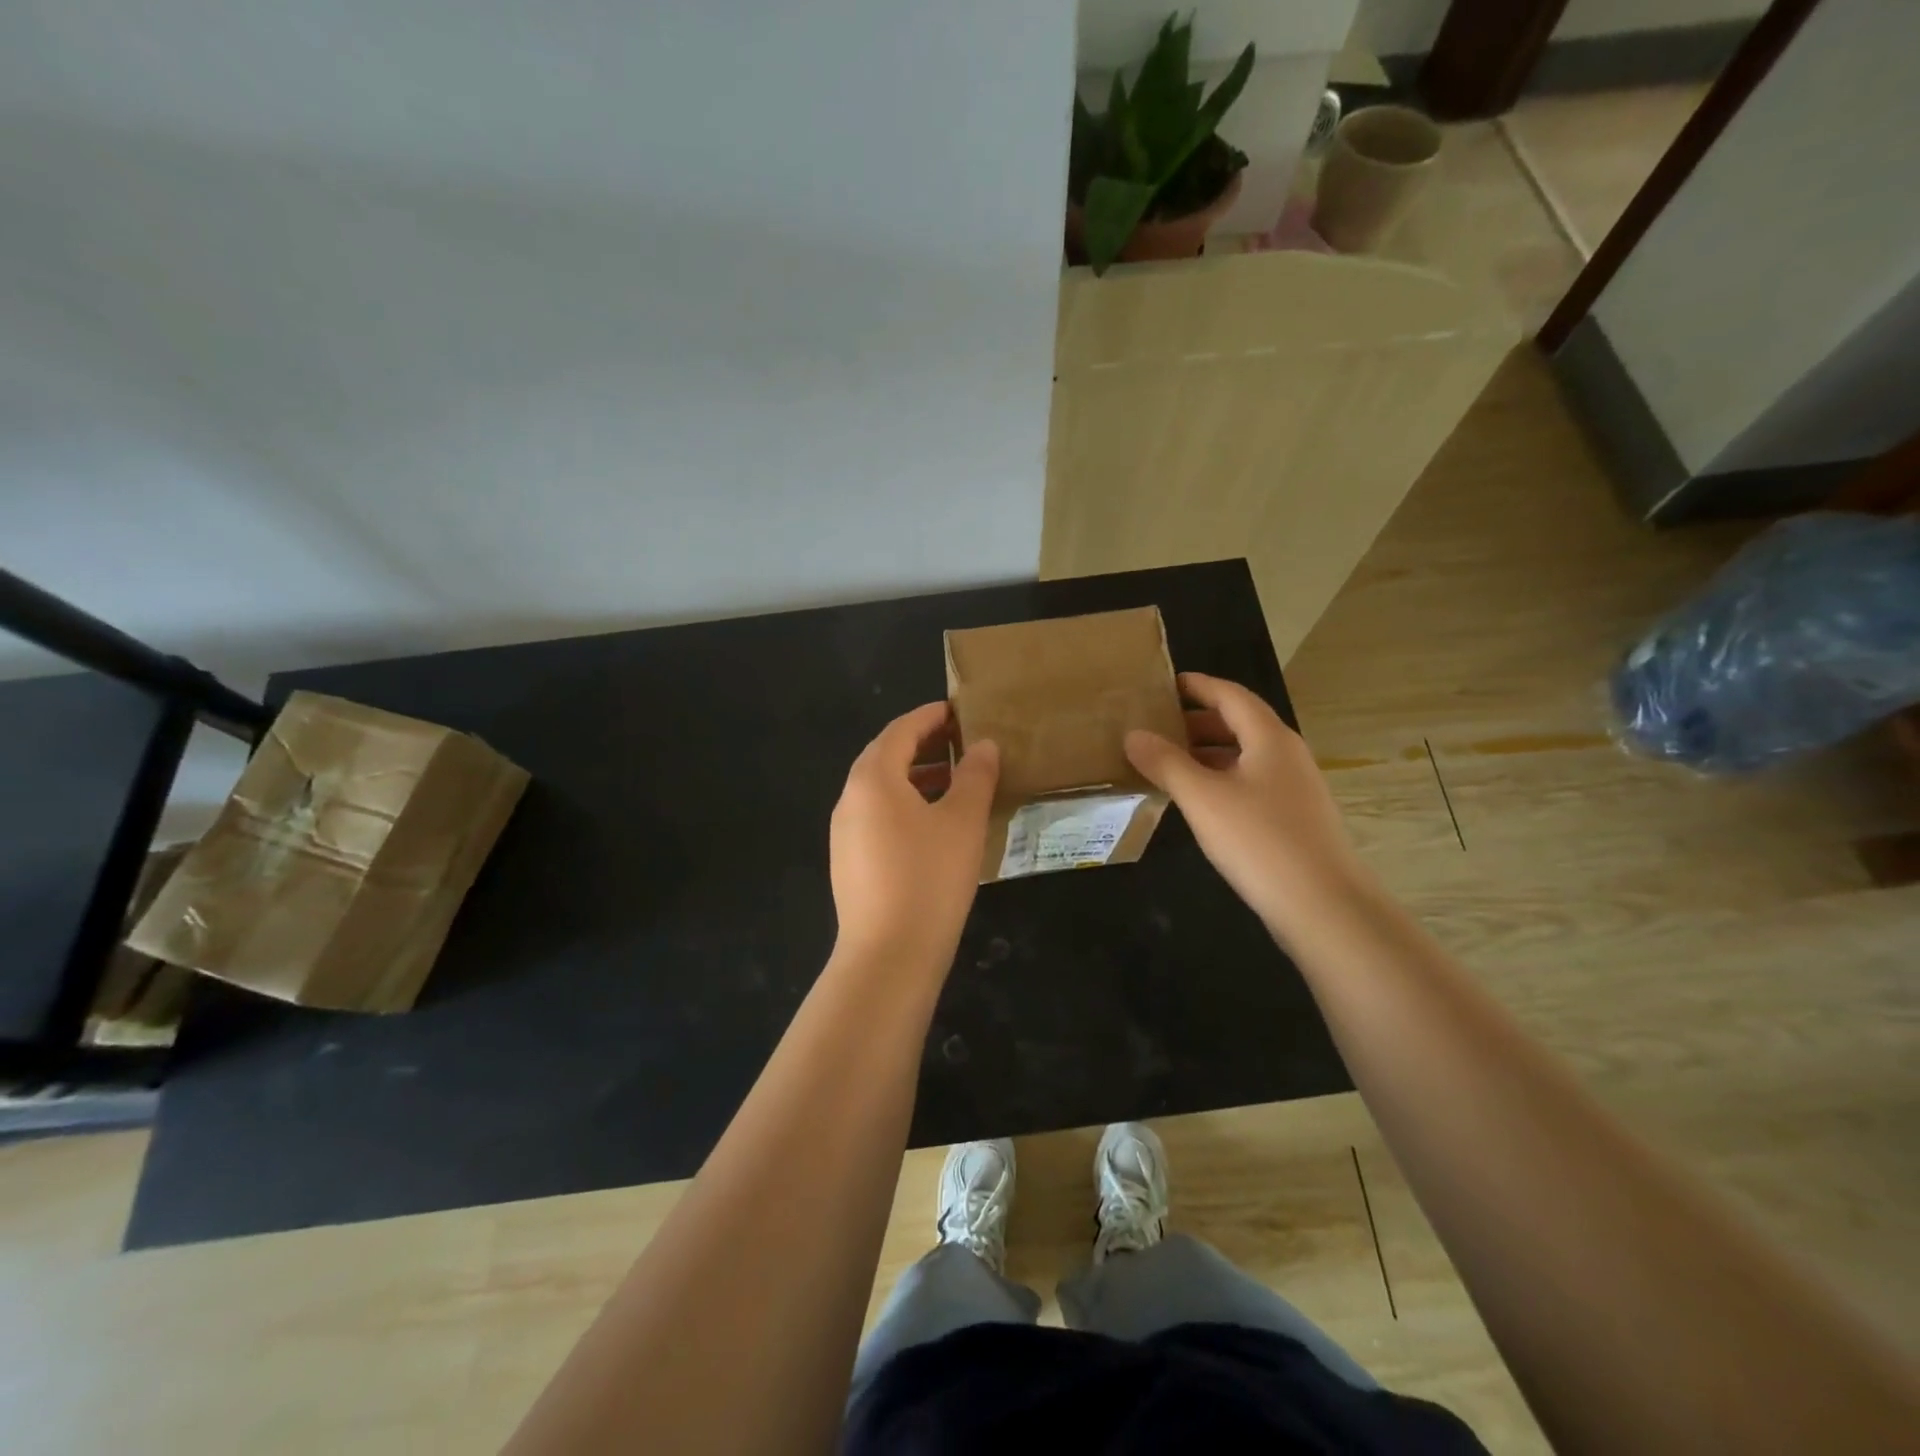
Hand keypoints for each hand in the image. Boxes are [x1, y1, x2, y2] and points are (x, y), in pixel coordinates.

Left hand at [830, 702, 999, 971]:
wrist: (888, 956)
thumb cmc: (929, 878)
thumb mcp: (963, 822)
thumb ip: (975, 776)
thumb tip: (984, 746)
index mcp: (872, 779)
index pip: (901, 730)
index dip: (931, 716)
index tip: (960, 711)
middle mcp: (850, 799)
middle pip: (885, 756)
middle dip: (923, 745)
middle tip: (961, 742)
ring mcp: (845, 833)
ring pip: (881, 790)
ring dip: (916, 777)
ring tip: (954, 782)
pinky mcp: (850, 861)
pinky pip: (877, 817)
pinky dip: (905, 805)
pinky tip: (933, 825)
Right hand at [1125, 673, 1367, 940]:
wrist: (1323, 906)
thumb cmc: (1260, 841)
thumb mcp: (1202, 798)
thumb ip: (1165, 763)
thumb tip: (1133, 734)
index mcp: (1269, 738)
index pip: (1230, 695)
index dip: (1198, 686)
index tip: (1165, 684)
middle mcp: (1286, 755)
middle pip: (1240, 723)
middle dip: (1198, 720)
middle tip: (1157, 725)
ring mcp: (1294, 788)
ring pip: (1245, 756)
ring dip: (1207, 752)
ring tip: (1168, 761)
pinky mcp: (1294, 819)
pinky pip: (1251, 783)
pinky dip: (1221, 779)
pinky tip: (1198, 801)